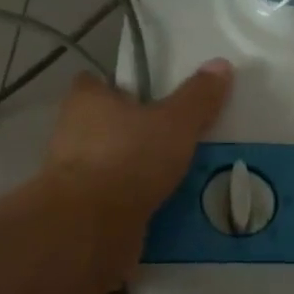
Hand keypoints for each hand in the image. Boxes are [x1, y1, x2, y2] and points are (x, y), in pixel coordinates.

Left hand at [43, 59, 232, 271]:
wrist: (90, 229)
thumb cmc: (129, 158)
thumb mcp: (176, 122)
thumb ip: (198, 97)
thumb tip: (221, 64)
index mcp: (87, 100)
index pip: (95, 82)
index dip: (119, 87)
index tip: (148, 96)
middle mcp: (71, 132)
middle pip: (104, 124)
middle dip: (134, 131)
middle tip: (175, 136)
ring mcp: (73, 175)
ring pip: (110, 163)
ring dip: (135, 169)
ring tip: (178, 175)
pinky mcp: (80, 211)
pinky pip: (113, 199)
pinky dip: (133, 201)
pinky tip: (165, 207)